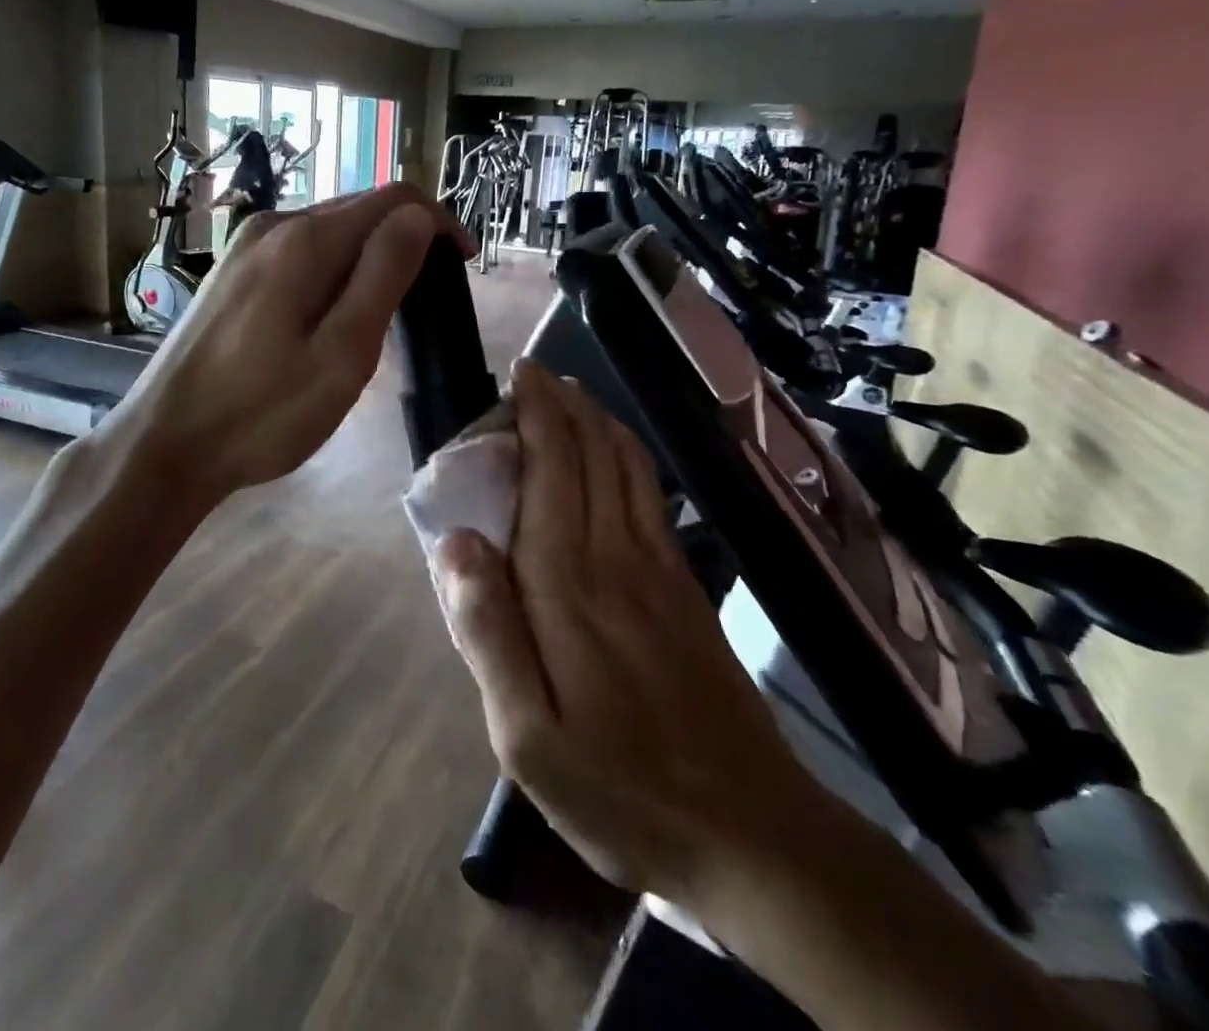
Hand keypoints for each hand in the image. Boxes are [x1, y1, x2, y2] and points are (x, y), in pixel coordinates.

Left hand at [112, 183, 472, 503]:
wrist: (164, 444)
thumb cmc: (262, 412)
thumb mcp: (343, 353)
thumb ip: (384, 275)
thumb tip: (417, 216)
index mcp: (304, 240)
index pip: (394, 198)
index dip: (438, 223)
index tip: (462, 266)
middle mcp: (272, 226)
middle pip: (359, 210)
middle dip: (404, 242)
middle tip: (425, 305)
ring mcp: (245, 248)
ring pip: (328, 234)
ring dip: (368, 260)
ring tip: (382, 318)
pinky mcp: (231, 273)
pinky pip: (299, 255)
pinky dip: (332, 274)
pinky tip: (330, 320)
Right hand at [433, 360, 833, 904]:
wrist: (753, 835)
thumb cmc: (622, 791)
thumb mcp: (526, 738)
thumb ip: (487, 633)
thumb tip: (454, 541)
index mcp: (567, 585)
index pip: (549, 470)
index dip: (535, 413)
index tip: (518, 374)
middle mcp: (615, 556)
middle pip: (591, 453)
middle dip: (563, 403)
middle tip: (534, 373)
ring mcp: (660, 568)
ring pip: (627, 466)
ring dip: (597, 420)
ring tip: (570, 394)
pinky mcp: (687, 587)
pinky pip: (652, 495)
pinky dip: (628, 455)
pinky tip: (618, 454)